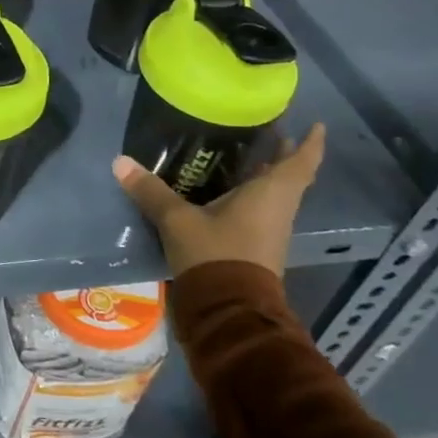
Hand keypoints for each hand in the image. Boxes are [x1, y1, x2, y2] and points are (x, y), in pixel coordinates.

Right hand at [112, 124, 325, 278]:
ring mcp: (269, 231)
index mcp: (271, 194)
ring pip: (274, 194)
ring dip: (265, 176)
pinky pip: (259, 211)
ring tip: (242, 154)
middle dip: (282, 155)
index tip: (317, 124)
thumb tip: (120, 162)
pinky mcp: (256, 248)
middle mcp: (277, 209)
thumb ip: (151, 191)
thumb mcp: (178, 220)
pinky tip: (224, 190)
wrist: (228, 312)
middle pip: (289, 176)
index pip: (301, 162)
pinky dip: (249, 195)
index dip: (311, 142)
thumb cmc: (215, 255)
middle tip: (267, 131)